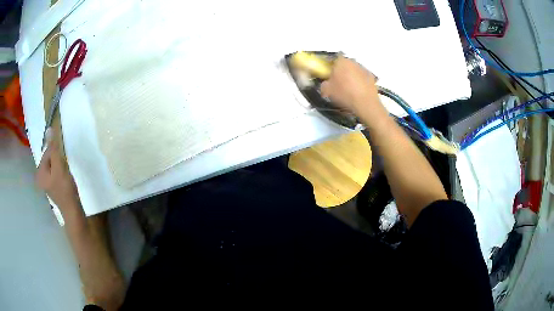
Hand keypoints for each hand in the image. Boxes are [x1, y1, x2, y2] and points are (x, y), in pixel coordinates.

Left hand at [36, 128, 81, 217]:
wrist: (73, 210)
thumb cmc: (65, 188)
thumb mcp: (59, 166)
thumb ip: (53, 148)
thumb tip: (49, 129)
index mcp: (39, 172)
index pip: (47, 152)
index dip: (56, 154)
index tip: (63, 162)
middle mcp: (40, 177)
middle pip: (49, 159)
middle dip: (58, 161)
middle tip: (65, 170)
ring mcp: (45, 183)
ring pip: (52, 166)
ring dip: (60, 166)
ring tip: (65, 176)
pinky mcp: (51, 187)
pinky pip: (54, 173)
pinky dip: (59, 173)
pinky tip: (64, 180)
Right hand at [320, 56, 387, 126]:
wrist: (365, 103)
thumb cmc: (344, 93)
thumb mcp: (327, 91)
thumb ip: (324, 84)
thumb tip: (326, 84)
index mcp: (341, 61)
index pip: (332, 59)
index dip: (329, 66)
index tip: (328, 74)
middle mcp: (353, 62)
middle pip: (344, 64)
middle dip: (341, 71)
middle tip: (337, 82)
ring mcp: (363, 69)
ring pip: (354, 70)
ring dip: (351, 76)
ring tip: (348, 88)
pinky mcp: (371, 77)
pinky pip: (362, 77)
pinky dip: (359, 82)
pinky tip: (357, 92)